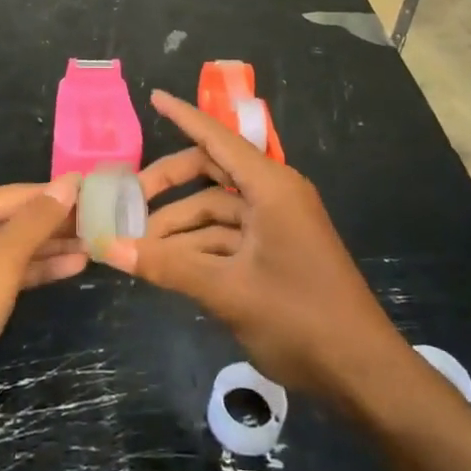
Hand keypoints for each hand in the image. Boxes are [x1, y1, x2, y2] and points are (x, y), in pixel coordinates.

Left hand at [0, 178, 84, 464]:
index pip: (15, 195)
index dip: (60, 198)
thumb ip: (34, 223)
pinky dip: (29, 274)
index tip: (105, 197)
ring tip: (95, 247)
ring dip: (47, 250)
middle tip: (106, 225)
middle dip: (55, 225)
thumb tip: (69, 182)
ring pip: (5, 250)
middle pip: (9, 220)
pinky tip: (66, 270)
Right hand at [104, 90, 407, 405]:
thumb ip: (167, 266)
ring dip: (179, 226)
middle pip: (212, 173)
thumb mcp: (227, 291)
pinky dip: (198, 247)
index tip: (154, 98)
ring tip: (138, 247)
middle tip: (128, 203)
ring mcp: (276, 225)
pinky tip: (166, 265)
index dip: (184, 117)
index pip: (218, 138)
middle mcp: (274, 195)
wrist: (361, 373)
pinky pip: (228, 236)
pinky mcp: (276, 252)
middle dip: (169, 186)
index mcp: (271, 187)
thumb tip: (109, 248)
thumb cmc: (299, 318)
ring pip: (216, 210)